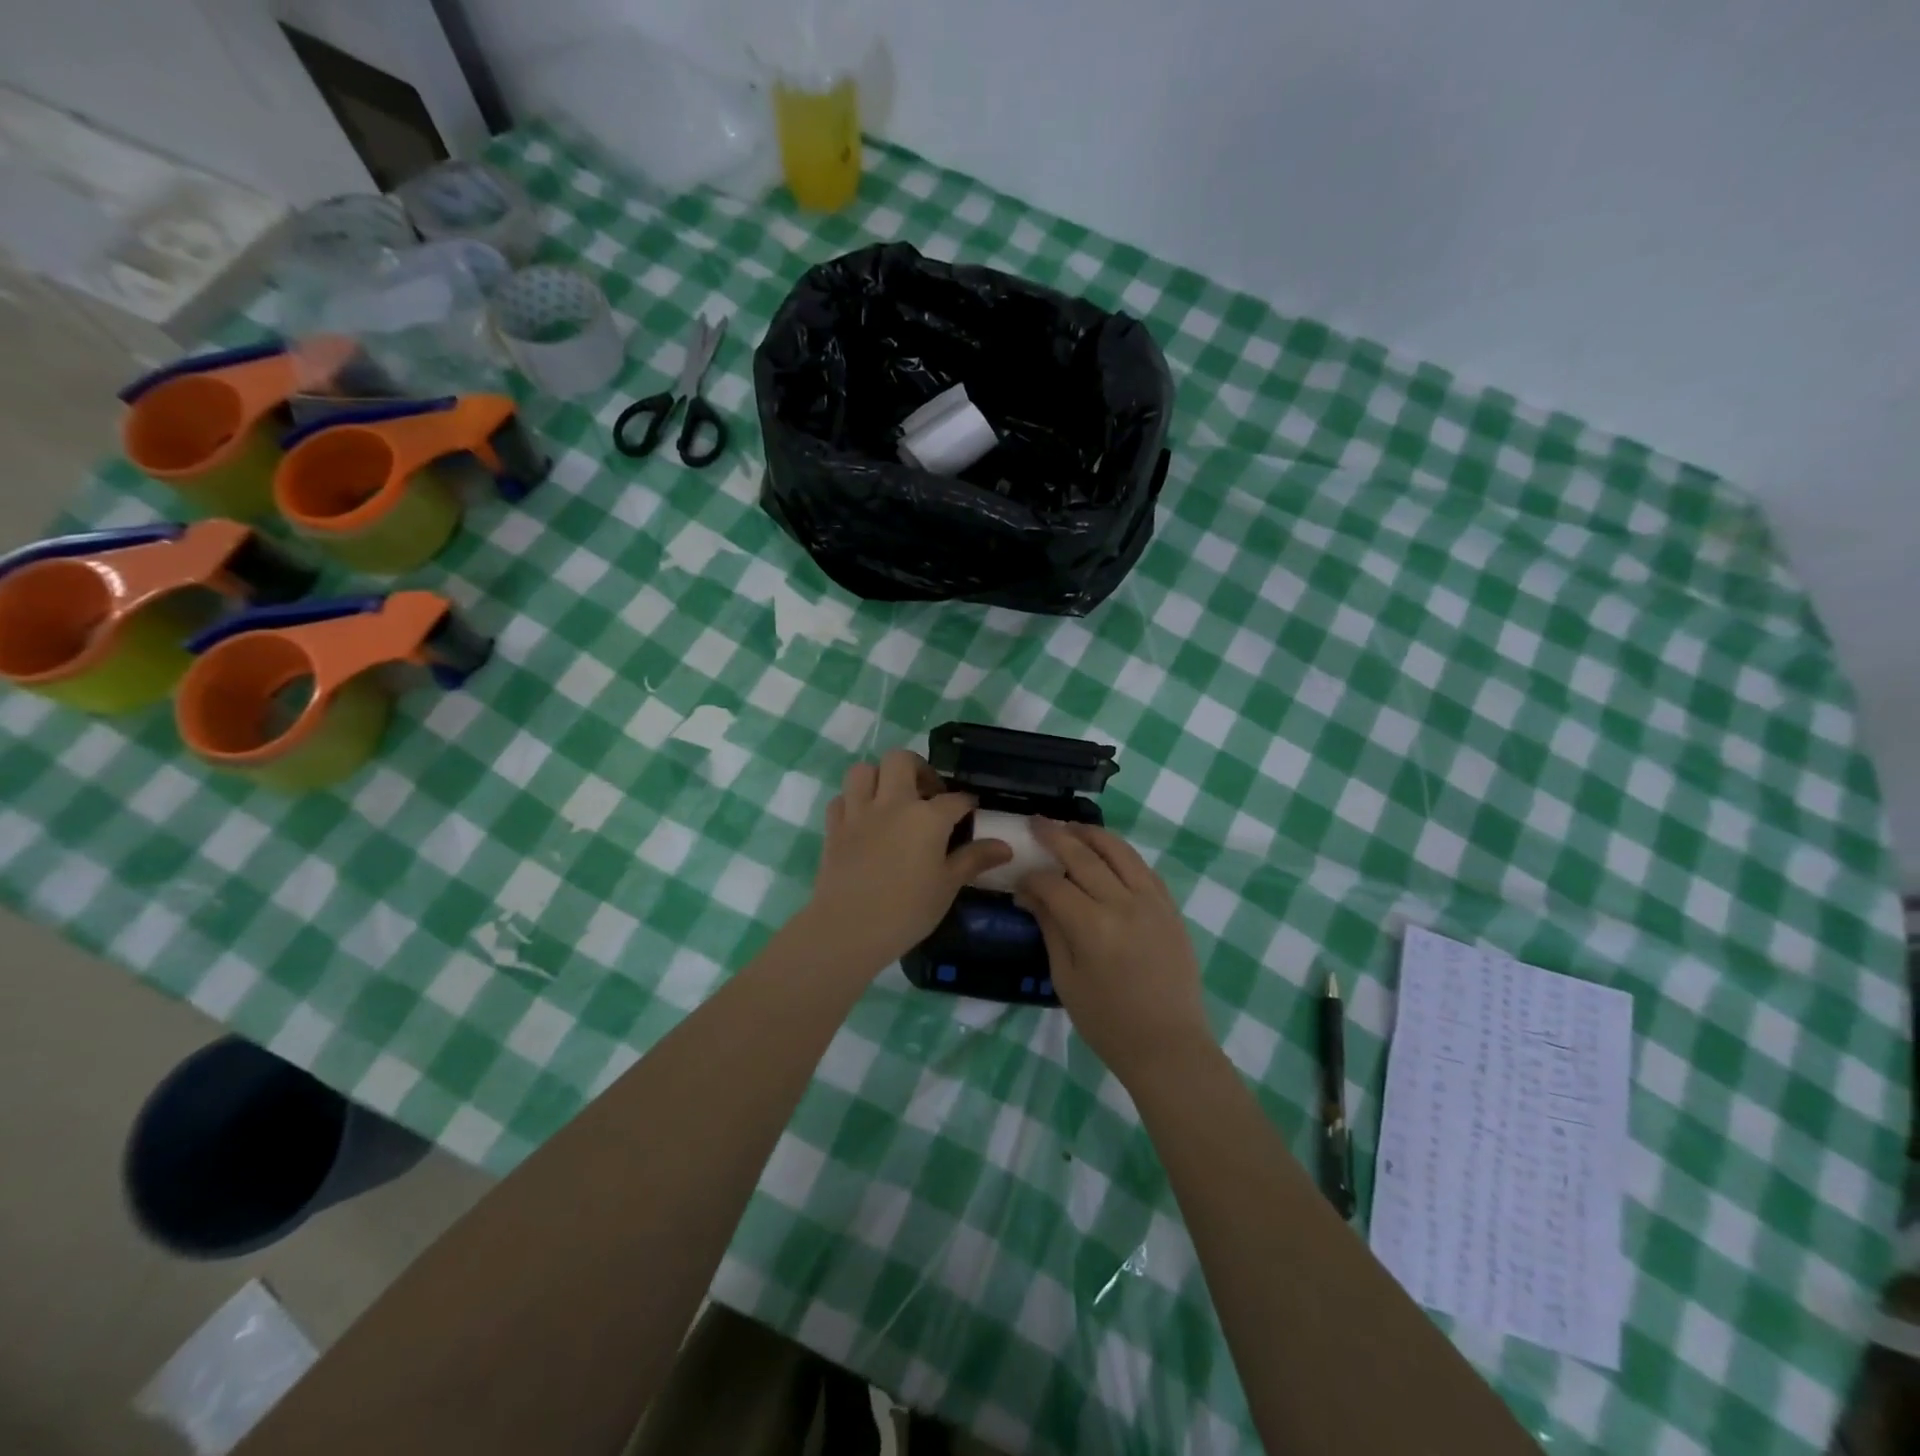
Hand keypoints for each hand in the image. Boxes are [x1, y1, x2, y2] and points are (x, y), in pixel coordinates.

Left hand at [802, 750, 1012, 973]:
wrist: (848, 928)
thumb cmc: (907, 910)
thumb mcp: (948, 886)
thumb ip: (974, 859)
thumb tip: (1005, 847)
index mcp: (927, 817)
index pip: (955, 799)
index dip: (966, 803)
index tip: (971, 811)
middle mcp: (893, 803)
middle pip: (902, 760)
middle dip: (918, 768)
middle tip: (927, 792)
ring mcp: (859, 812)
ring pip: (864, 770)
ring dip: (879, 777)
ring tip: (891, 798)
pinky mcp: (834, 827)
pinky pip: (842, 799)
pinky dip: (853, 802)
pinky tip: (863, 819)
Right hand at [1015, 820, 1213, 1083]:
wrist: (1168, 1045)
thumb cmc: (1108, 1022)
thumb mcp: (1066, 979)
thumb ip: (1050, 928)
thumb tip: (1029, 894)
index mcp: (1092, 927)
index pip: (1054, 885)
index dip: (1032, 878)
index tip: (1019, 882)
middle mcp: (1123, 904)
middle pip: (1084, 856)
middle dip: (1056, 836)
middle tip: (1037, 822)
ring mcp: (1152, 902)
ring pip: (1119, 851)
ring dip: (1092, 834)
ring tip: (1071, 826)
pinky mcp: (1170, 907)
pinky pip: (1143, 868)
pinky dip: (1122, 853)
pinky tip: (1107, 852)